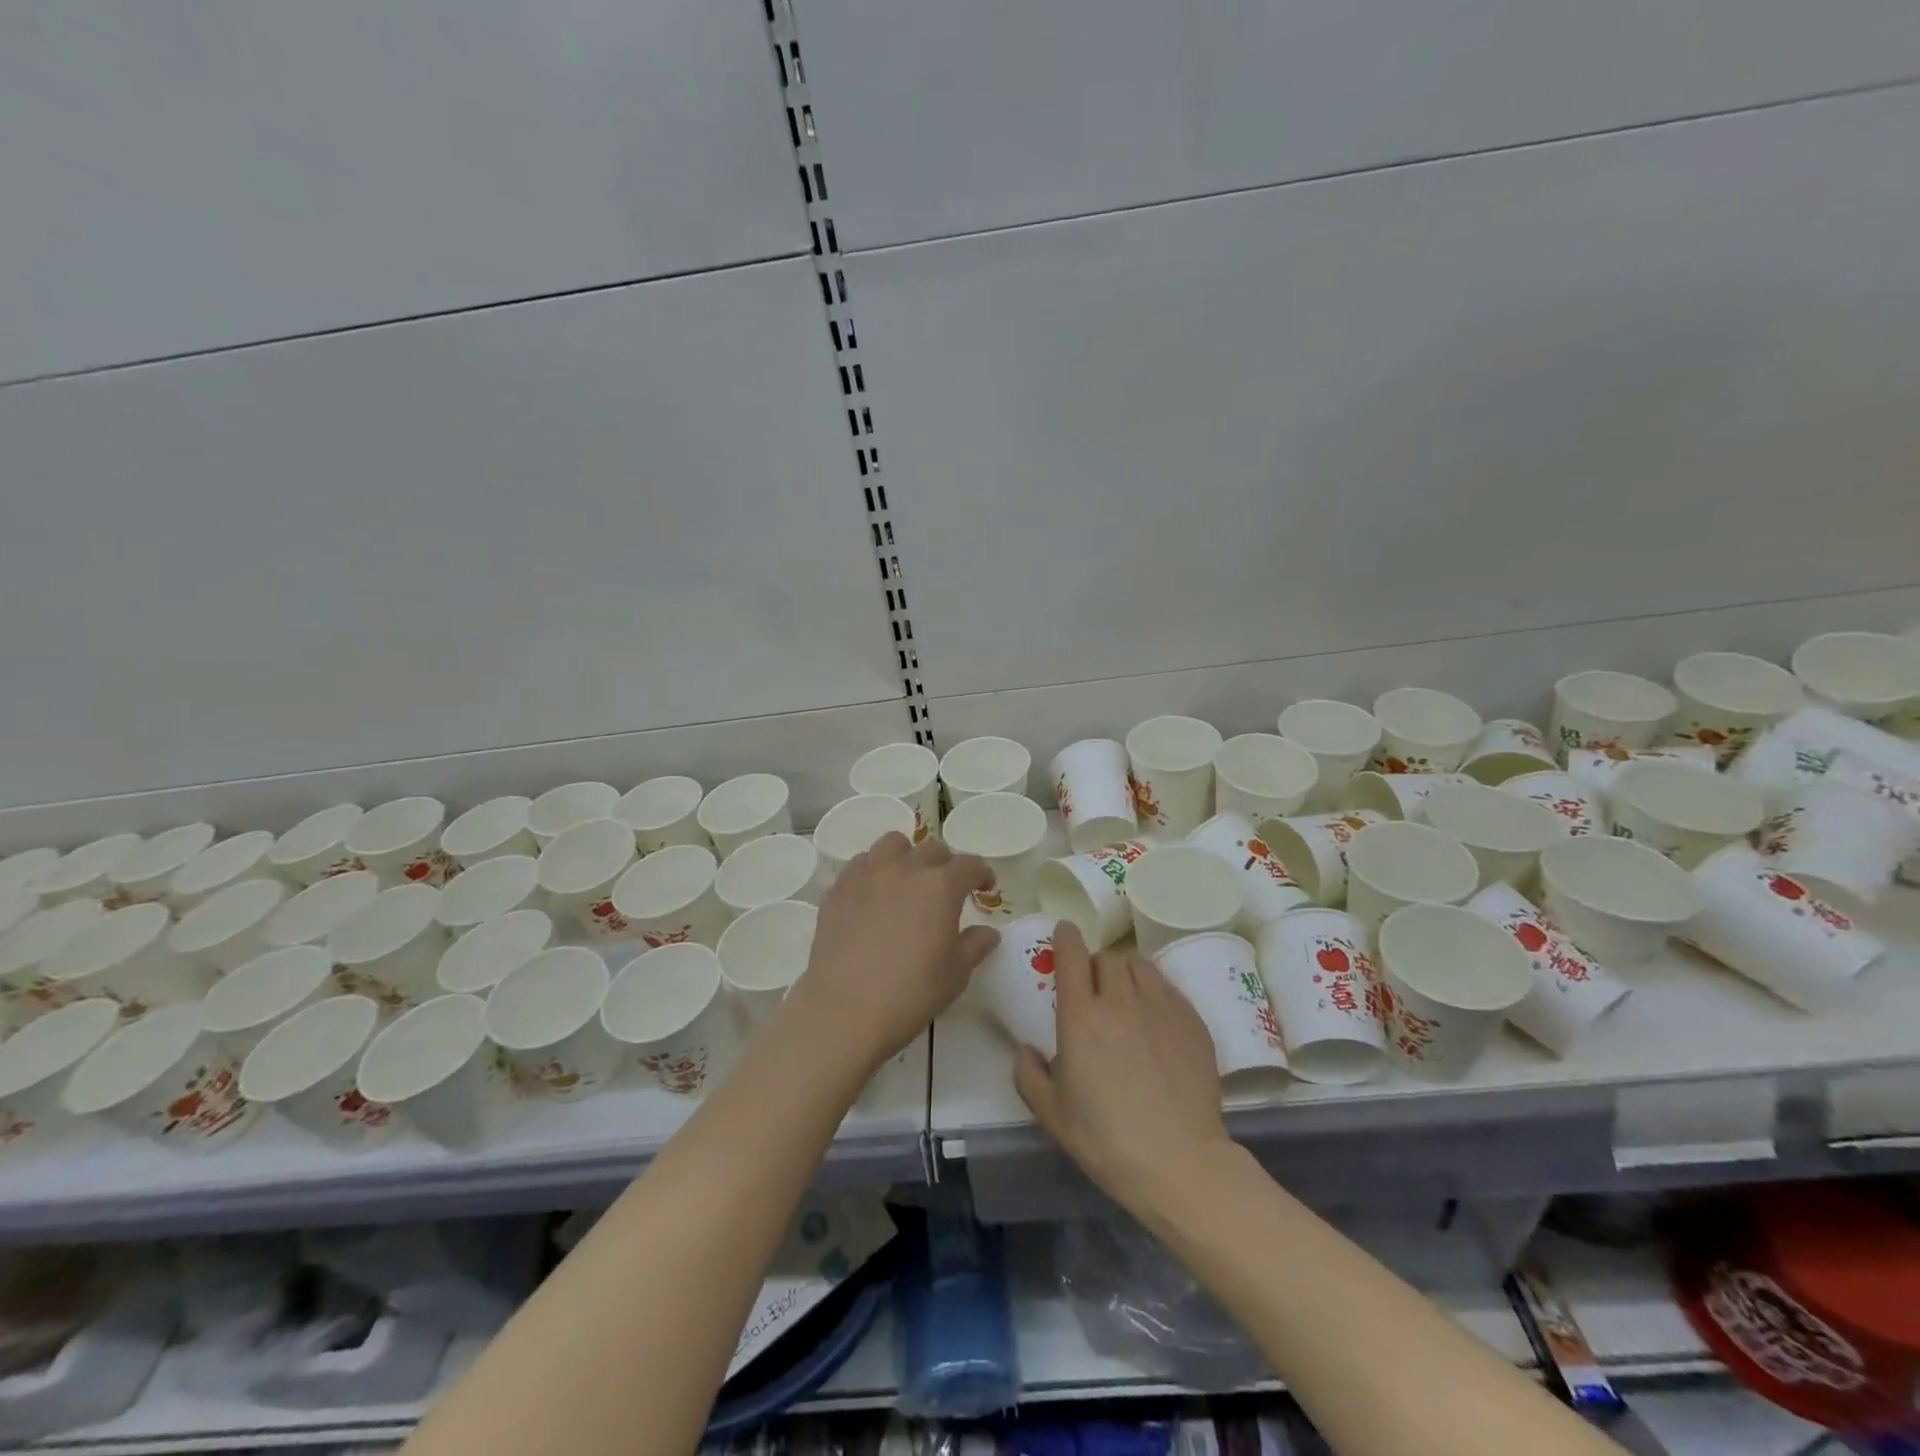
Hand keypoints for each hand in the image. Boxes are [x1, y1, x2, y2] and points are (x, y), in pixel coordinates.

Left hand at [785, 832, 997, 1070]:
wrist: (844, 1010)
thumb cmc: (910, 993)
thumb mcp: (955, 974)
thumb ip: (975, 946)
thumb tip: (988, 932)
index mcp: (941, 886)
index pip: (970, 865)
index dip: (982, 874)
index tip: (985, 887)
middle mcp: (905, 869)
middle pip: (932, 850)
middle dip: (946, 865)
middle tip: (947, 890)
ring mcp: (867, 874)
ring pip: (892, 845)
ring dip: (907, 857)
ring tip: (907, 882)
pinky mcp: (838, 888)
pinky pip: (861, 865)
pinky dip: (874, 872)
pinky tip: (874, 897)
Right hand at [1015, 923, 1231, 1217]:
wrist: (1180, 1162)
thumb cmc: (1107, 1141)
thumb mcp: (1052, 1115)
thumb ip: (1029, 1076)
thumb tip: (1026, 1050)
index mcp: (1081, 1017)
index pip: (1072, 956)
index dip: (1066, 938)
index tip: (1064, 932)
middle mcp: (1120, 1001)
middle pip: (1107, 958)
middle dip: (1096, 965)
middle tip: (1094, 988)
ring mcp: (1160, 1007)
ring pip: (1140, 965)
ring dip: (1126, 971)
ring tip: (1126, 994)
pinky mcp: (1192, 1020)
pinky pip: (1168, 986)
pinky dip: (1155, 990)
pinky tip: (1154, 1017)